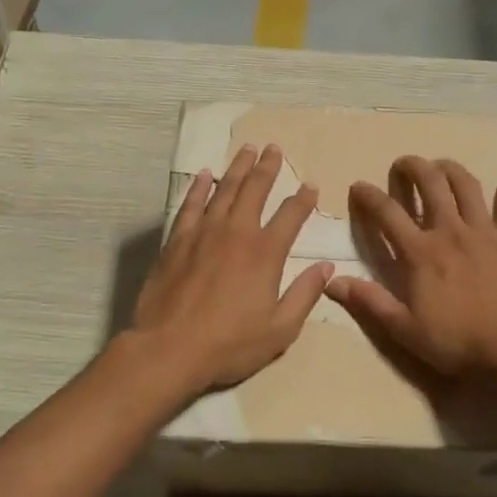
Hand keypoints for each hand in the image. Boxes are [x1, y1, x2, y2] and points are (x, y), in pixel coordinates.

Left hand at [130, 143, 332, 396]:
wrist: (169, 349)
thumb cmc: (229, 344)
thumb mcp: (280, 330)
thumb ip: (304, 295)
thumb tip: (327, 267)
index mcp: (265, 253)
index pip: (291, 216)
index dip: (303, 199)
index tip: (311, 185)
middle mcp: (236, 233)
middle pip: (255, 190)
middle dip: (268, 167)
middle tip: (274, 148)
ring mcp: (203, 233)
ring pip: (224, 190)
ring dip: (237, 168)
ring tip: (247, 149)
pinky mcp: (176, 241)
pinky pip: (190, 205)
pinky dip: (198, 187)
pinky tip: (203, 175)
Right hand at [327, 156, 496, 381]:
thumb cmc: (457, 340)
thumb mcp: (405, 329)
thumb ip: (370, 302)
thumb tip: (331, 282)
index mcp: (420, 252)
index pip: (386, 212)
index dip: (368, 195)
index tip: (358, 186)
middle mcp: (450, 230)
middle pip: (430, 183)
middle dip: (412, 166)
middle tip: (403, 164)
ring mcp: (485, 231)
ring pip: (467, 185)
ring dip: (451, 169)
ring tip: (442, 167)